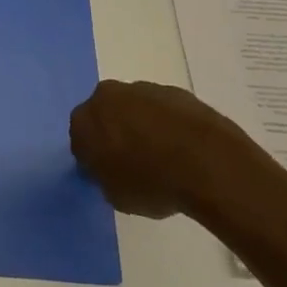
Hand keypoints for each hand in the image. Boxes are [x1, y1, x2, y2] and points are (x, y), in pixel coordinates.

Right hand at [70, 79, 282, 225]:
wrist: (207, 162)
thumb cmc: (152, 183)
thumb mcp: (116, 196)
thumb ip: (105, 177)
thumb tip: (110, 169)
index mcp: (84, 120)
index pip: (80, 139)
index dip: (93, 158)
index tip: (108, 174)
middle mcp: (107, 96)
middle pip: (105, 115)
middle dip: (114, 133)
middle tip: (132, 162)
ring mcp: (142, 89)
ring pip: (134, 109)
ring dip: (141, 126)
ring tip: (164, 158)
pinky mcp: (174, 91)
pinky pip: (163, 110)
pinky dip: (167, 124)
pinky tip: (183, 149)